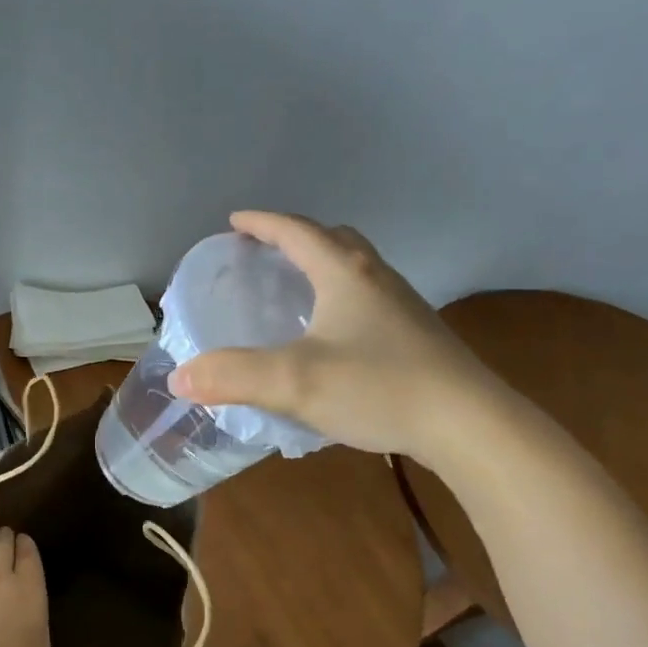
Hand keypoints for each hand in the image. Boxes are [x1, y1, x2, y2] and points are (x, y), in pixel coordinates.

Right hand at [169, 211, 500, 459]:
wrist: (468, 424)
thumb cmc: (379, 387)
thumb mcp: (294, 381)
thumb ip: (232, 375)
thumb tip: (179, 377)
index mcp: (345, 273)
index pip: (296, 231)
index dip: (262, 223)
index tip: (234, 222)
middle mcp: (376, 278)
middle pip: (333, 240)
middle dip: (295, 238)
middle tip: (265, 253)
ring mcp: (402, 306)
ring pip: (355, 270)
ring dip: (321, 267)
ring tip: (294, 290)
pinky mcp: (416, 336)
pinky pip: (368, 300)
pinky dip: (340, 299)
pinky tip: (331, 336)